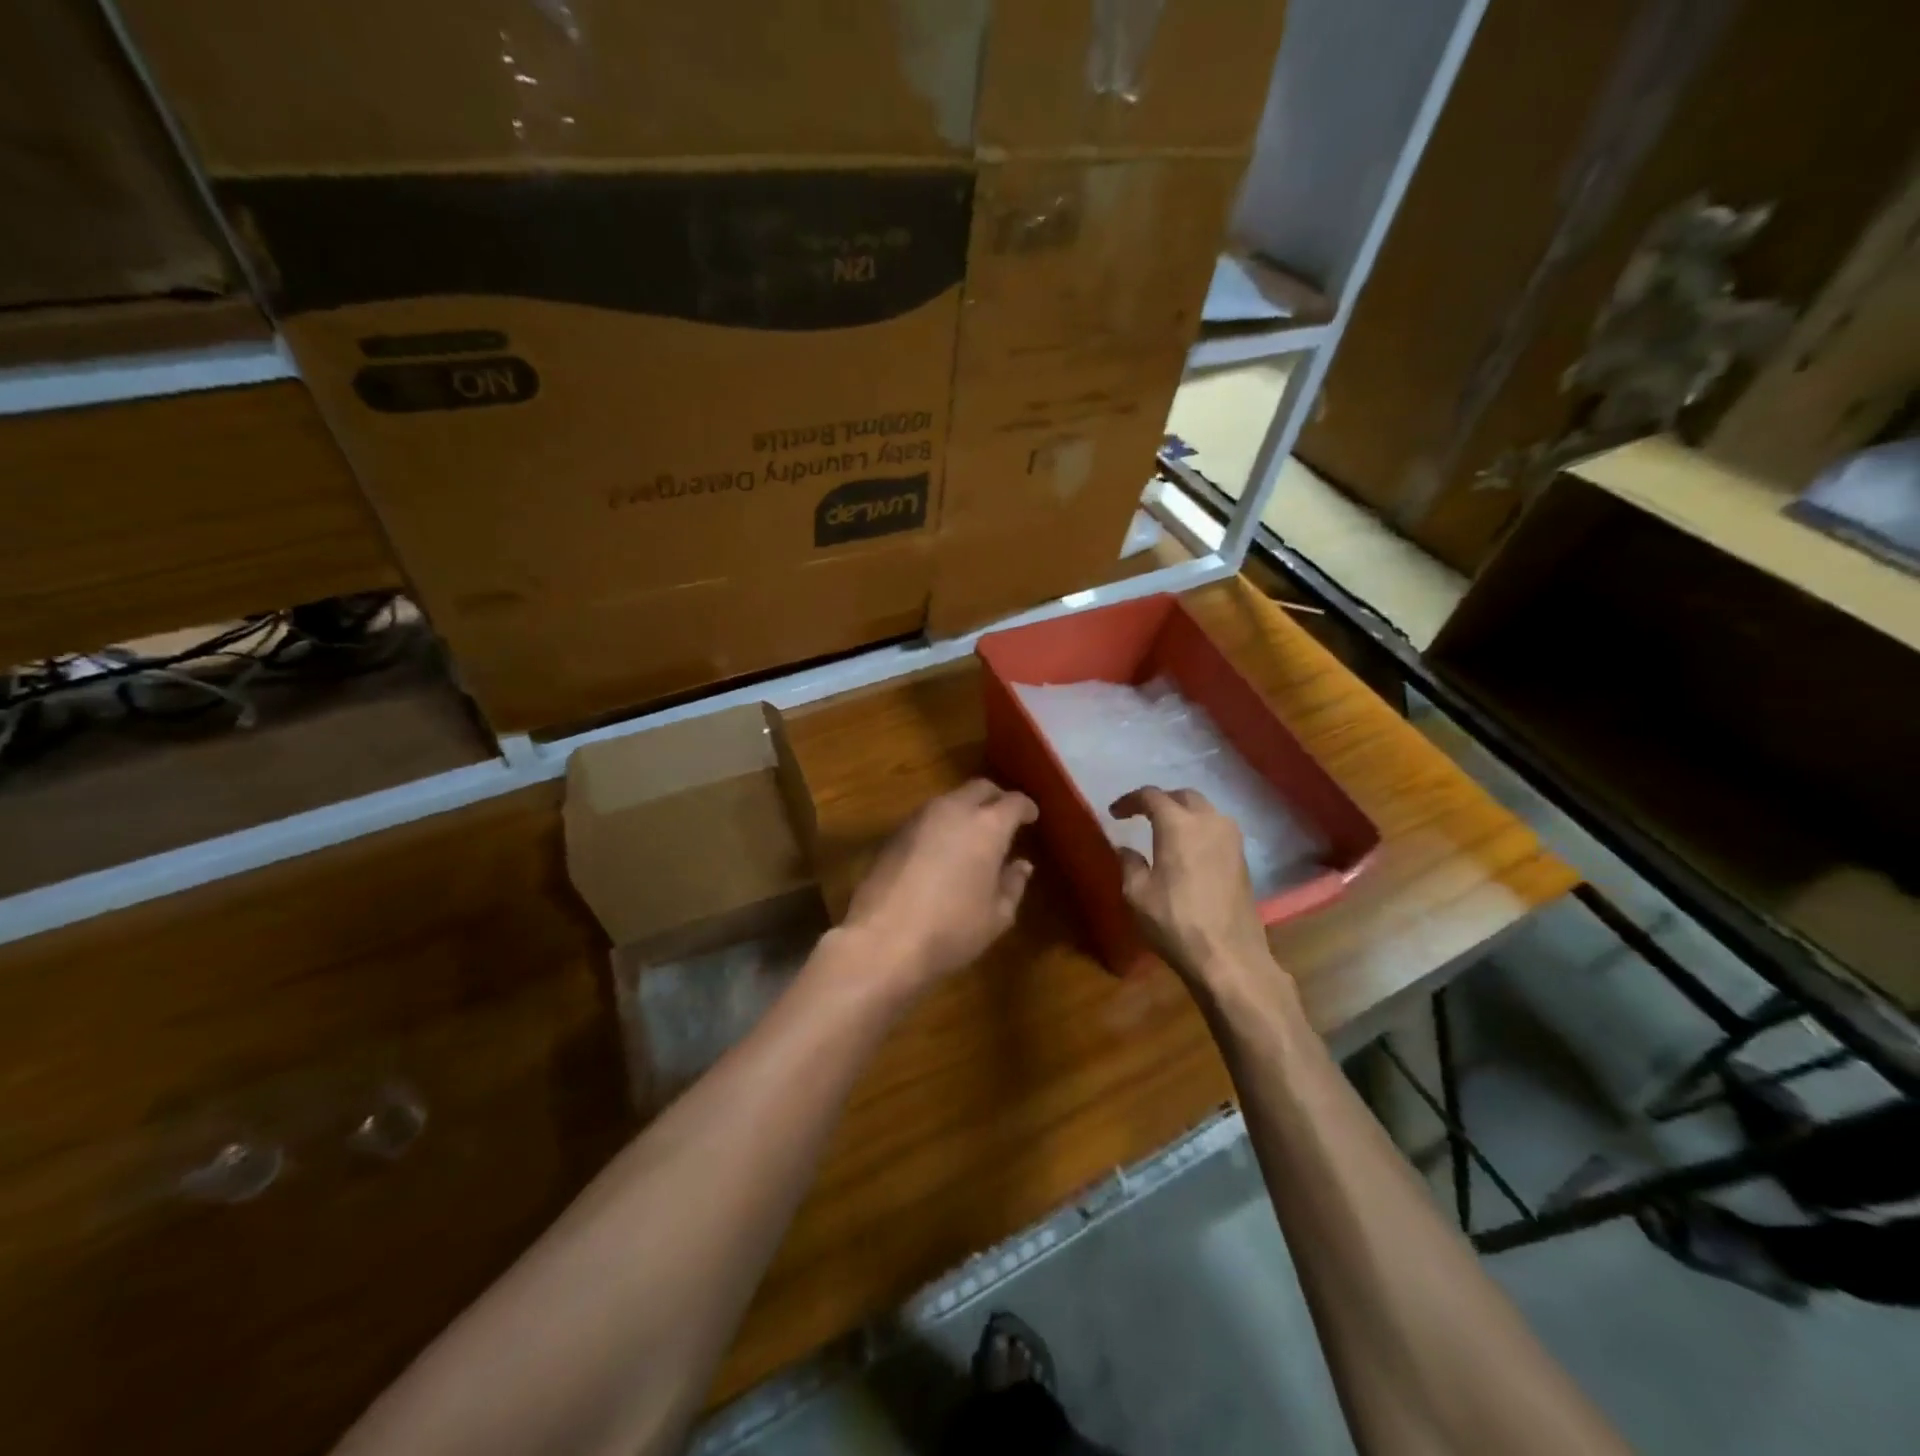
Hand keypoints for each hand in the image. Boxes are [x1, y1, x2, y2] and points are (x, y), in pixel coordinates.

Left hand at [841, 779, 1037, 992]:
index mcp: (987, 826)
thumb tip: (1021, 865)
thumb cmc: (951, 930)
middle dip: (995, 798)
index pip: (1014, 802)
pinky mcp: (894, 833)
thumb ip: (1013, 884)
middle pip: (979, 789)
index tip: (1031, 817)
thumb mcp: (996, 916)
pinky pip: (927, 818)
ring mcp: (919, 818)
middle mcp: (953, 810)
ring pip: (950, 800)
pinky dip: (942, 825)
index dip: (1026, 808)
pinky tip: (943, 850)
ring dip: (966, 810)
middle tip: (1004, 818)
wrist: (882, 939)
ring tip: (973, 835)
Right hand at [1109, 787, 1277, 994]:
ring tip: (1164, 830)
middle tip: (1141, 815)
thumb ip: (1129, 864)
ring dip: (1183, 813)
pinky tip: (1187, 849)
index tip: (1114, 813)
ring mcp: (1232, 839)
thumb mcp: (1137, 895)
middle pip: (1183, 796)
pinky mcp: (1243, 859)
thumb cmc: (1176, 922)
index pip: (1151, 796)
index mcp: (1178, 825)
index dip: (1130, 801)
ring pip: (1205, 810)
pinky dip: (1199, 829)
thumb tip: (1126, 849)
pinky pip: (1217, 829)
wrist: (1229, 957)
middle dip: (1160, 801)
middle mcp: (1209, 822)